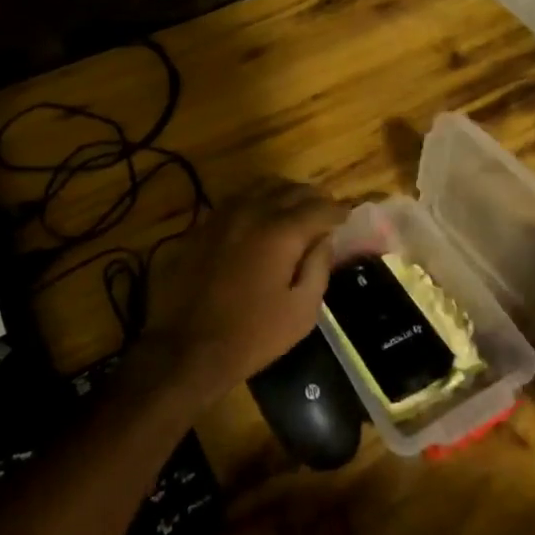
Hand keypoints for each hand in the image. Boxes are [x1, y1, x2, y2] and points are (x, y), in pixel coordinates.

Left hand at [146, 178, 345, 406]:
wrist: (187, 347)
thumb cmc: (252, 334)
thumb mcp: (302, 310)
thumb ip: (318, 266)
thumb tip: (324, 239)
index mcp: (282, 231)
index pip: (319, 207)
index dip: (338, 211)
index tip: (347, 217)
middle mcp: (254, 211)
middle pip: (292, 189)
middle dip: (314, 198)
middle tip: (326, 212)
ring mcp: (225, 214)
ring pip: (263, 186)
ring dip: (285, 193)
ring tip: (296, 209)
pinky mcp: (204, 224)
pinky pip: (239, 198)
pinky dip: (258, 200)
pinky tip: (262, 216)